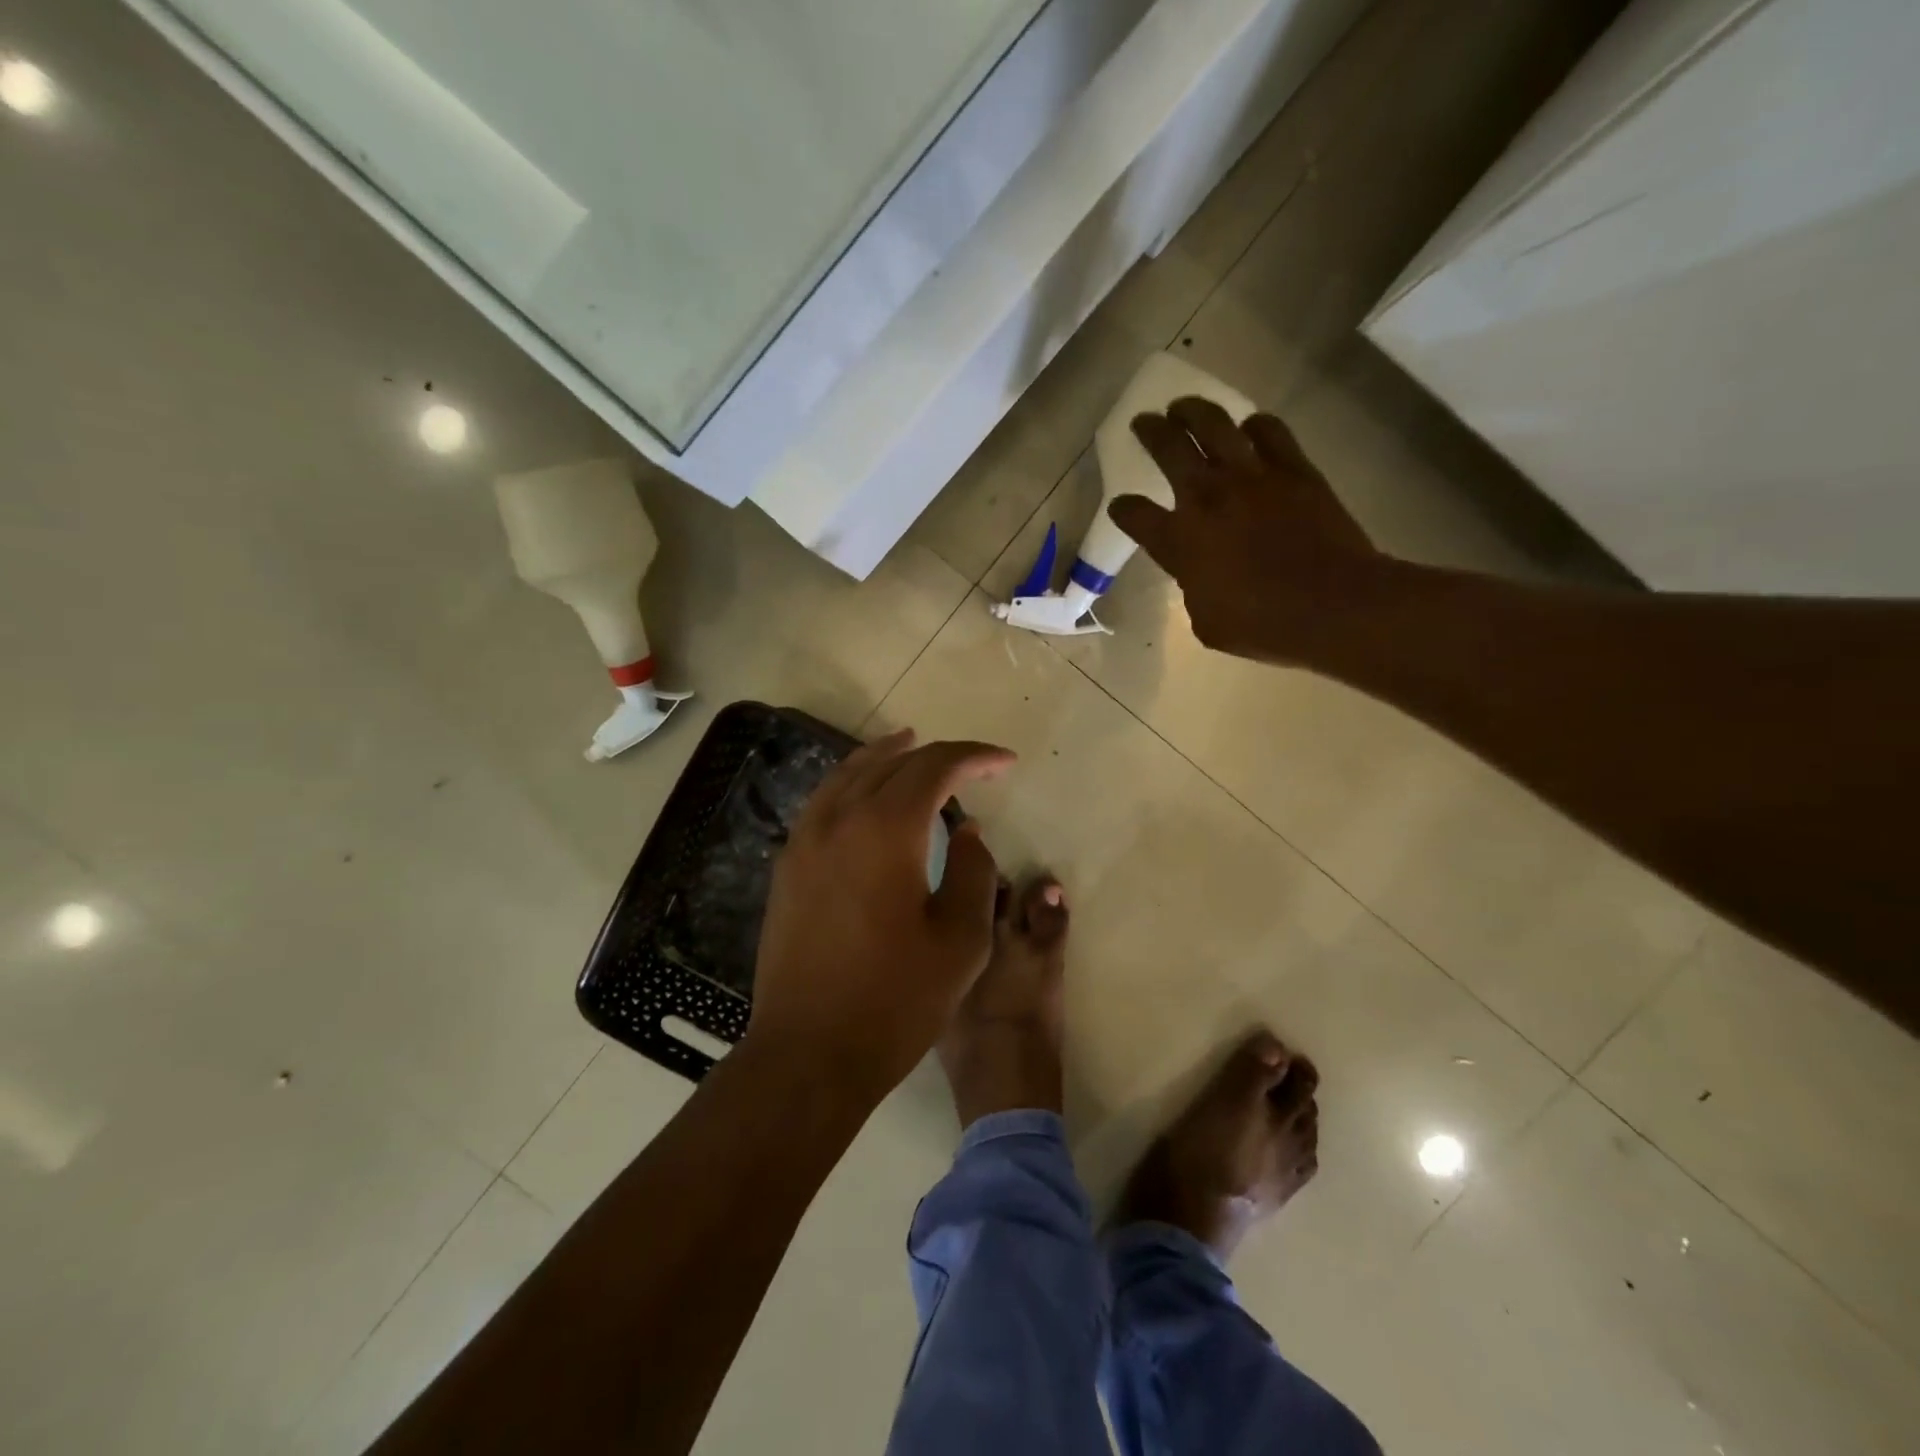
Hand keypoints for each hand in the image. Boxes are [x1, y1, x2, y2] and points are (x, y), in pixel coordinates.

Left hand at [746, 729, 1014, 1104]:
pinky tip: (865, 797)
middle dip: (936, 755)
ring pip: (848, 775)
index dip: (974, 757)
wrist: (809, 1053)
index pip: (935, 767)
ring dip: (885, 757)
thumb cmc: (895, 1000)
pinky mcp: (788, 866)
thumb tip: (966, 829)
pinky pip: (824, 802)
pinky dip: (852, 783)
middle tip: (971, 764)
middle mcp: (840, 819)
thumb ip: (974, 871)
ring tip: (910, 746)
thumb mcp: (961, 940)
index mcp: (887, 829)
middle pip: (891, 763)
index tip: (1005, 763)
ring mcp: (805, 841)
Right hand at [1108, 398, 1385, 664]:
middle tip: (1143, 421)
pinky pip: (1269, 431)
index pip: (1134, 516)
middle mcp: (1208, 498)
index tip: (1120, 507)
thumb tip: (1199, 571)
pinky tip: (1248, 427)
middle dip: (1150, 432)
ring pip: (1214, 424)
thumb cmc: (1263, 625)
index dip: (1123, 510)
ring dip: (1194, 410)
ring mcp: (1252, 477)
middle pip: (1169, 449)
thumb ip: (1193, 587)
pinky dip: (1254, 425)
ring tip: (1184, 406)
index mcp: (1179, 541)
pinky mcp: (1293, 469)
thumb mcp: (1207, 620)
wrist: (1333, 605)